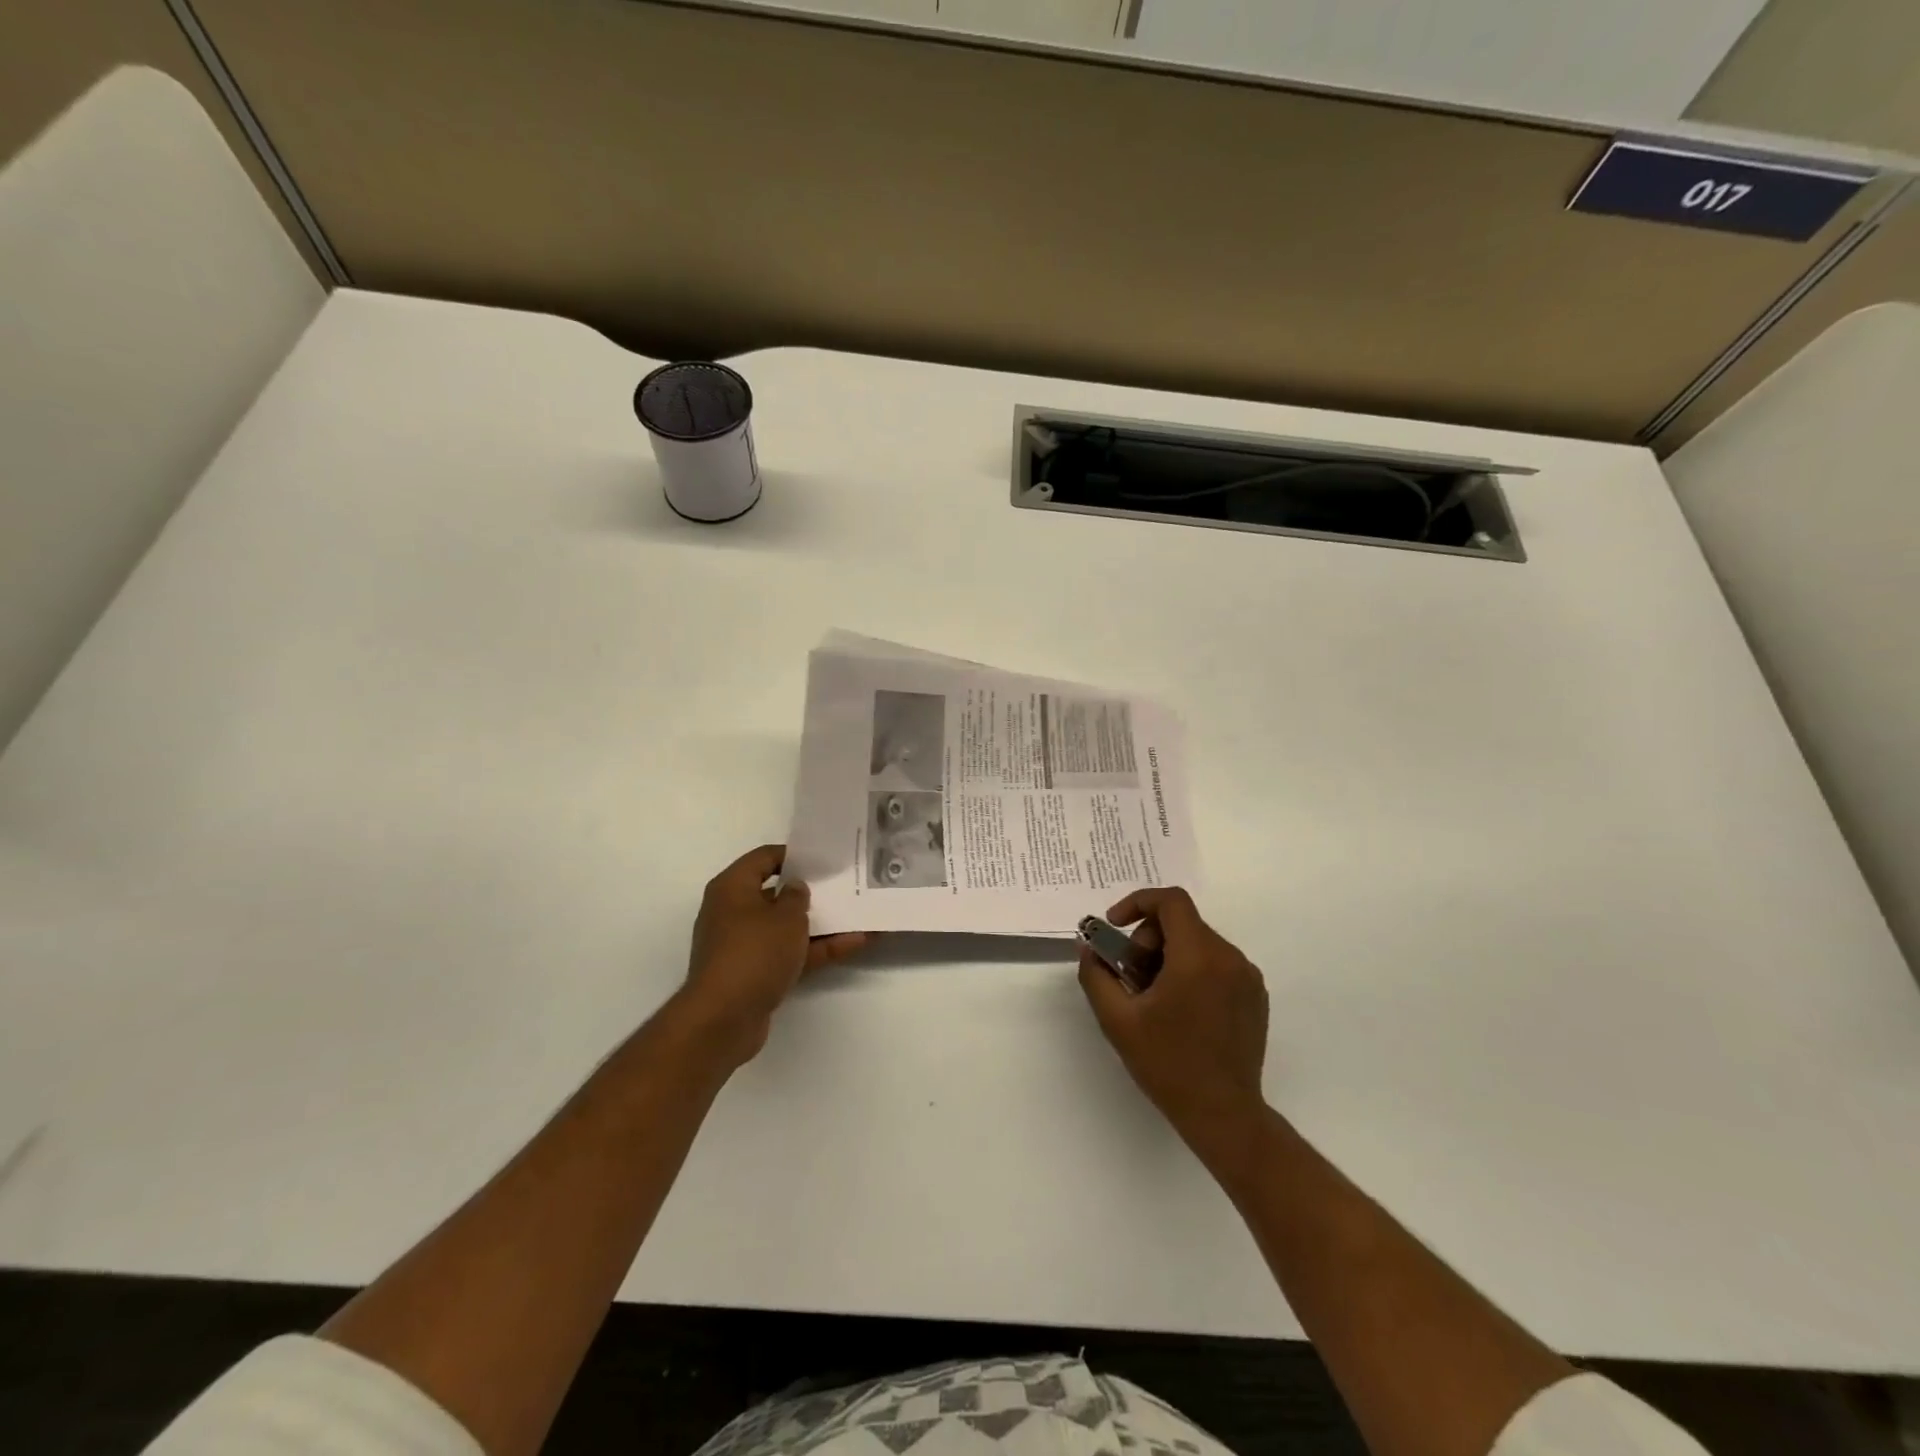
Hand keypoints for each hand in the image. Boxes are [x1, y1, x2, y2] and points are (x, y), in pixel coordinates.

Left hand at [674, 845, 866, 1067]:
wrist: (724, 1018)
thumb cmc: (754, 953)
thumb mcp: (785, 917)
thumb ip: (797, 897)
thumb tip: (795, 888)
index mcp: (732, 888)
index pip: (764, 858)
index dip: (794, 855)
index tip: (824, 859)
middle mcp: (733, 912)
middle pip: (776, 893)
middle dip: (810, 892)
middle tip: (845, 884)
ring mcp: (744, 945)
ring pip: (787, 927)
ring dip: (821, 924)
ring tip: (860, 914)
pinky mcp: (755, 973)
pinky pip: (790, 953)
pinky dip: (817, 949)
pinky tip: (855, 944)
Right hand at [1079, 887, 1270, 1168]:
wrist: (1223, 1113)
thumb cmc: (1167, 1064)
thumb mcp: (1117, 1020)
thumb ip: (1096, 975)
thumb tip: (1089, 948)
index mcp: (1197, 958)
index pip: (1171, 901)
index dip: (1137, 902)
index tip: (1116, 927)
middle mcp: (1229, 958)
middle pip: (1182, 922)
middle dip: (1149, 938)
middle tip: (1130, 974)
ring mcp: (1247, 976)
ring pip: (1199, 942)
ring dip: (1169, 955)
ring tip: (1153, 996)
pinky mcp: (1256, 995)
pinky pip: (1217, 963)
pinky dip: (1192, 970)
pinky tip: (1180, 1008)